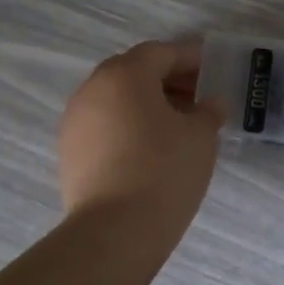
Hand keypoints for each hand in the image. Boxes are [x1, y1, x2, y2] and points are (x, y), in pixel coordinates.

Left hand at [58, 41, 223, 238]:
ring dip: (147, 102)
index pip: (161, 52)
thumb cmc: (164, 170)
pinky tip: (152, 147)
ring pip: (117, 99)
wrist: (115, 232)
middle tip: (199, 95)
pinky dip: (129, 125)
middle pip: (135, 71)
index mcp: (125, 75)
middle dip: (168, 79)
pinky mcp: (69, 152)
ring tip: (179, 124)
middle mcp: (93, 89)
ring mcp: (75, 121)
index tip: (213, 68)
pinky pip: (105, 124)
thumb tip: (211, 104)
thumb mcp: (201, 136)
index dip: (191, 58)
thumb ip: (208, 111)